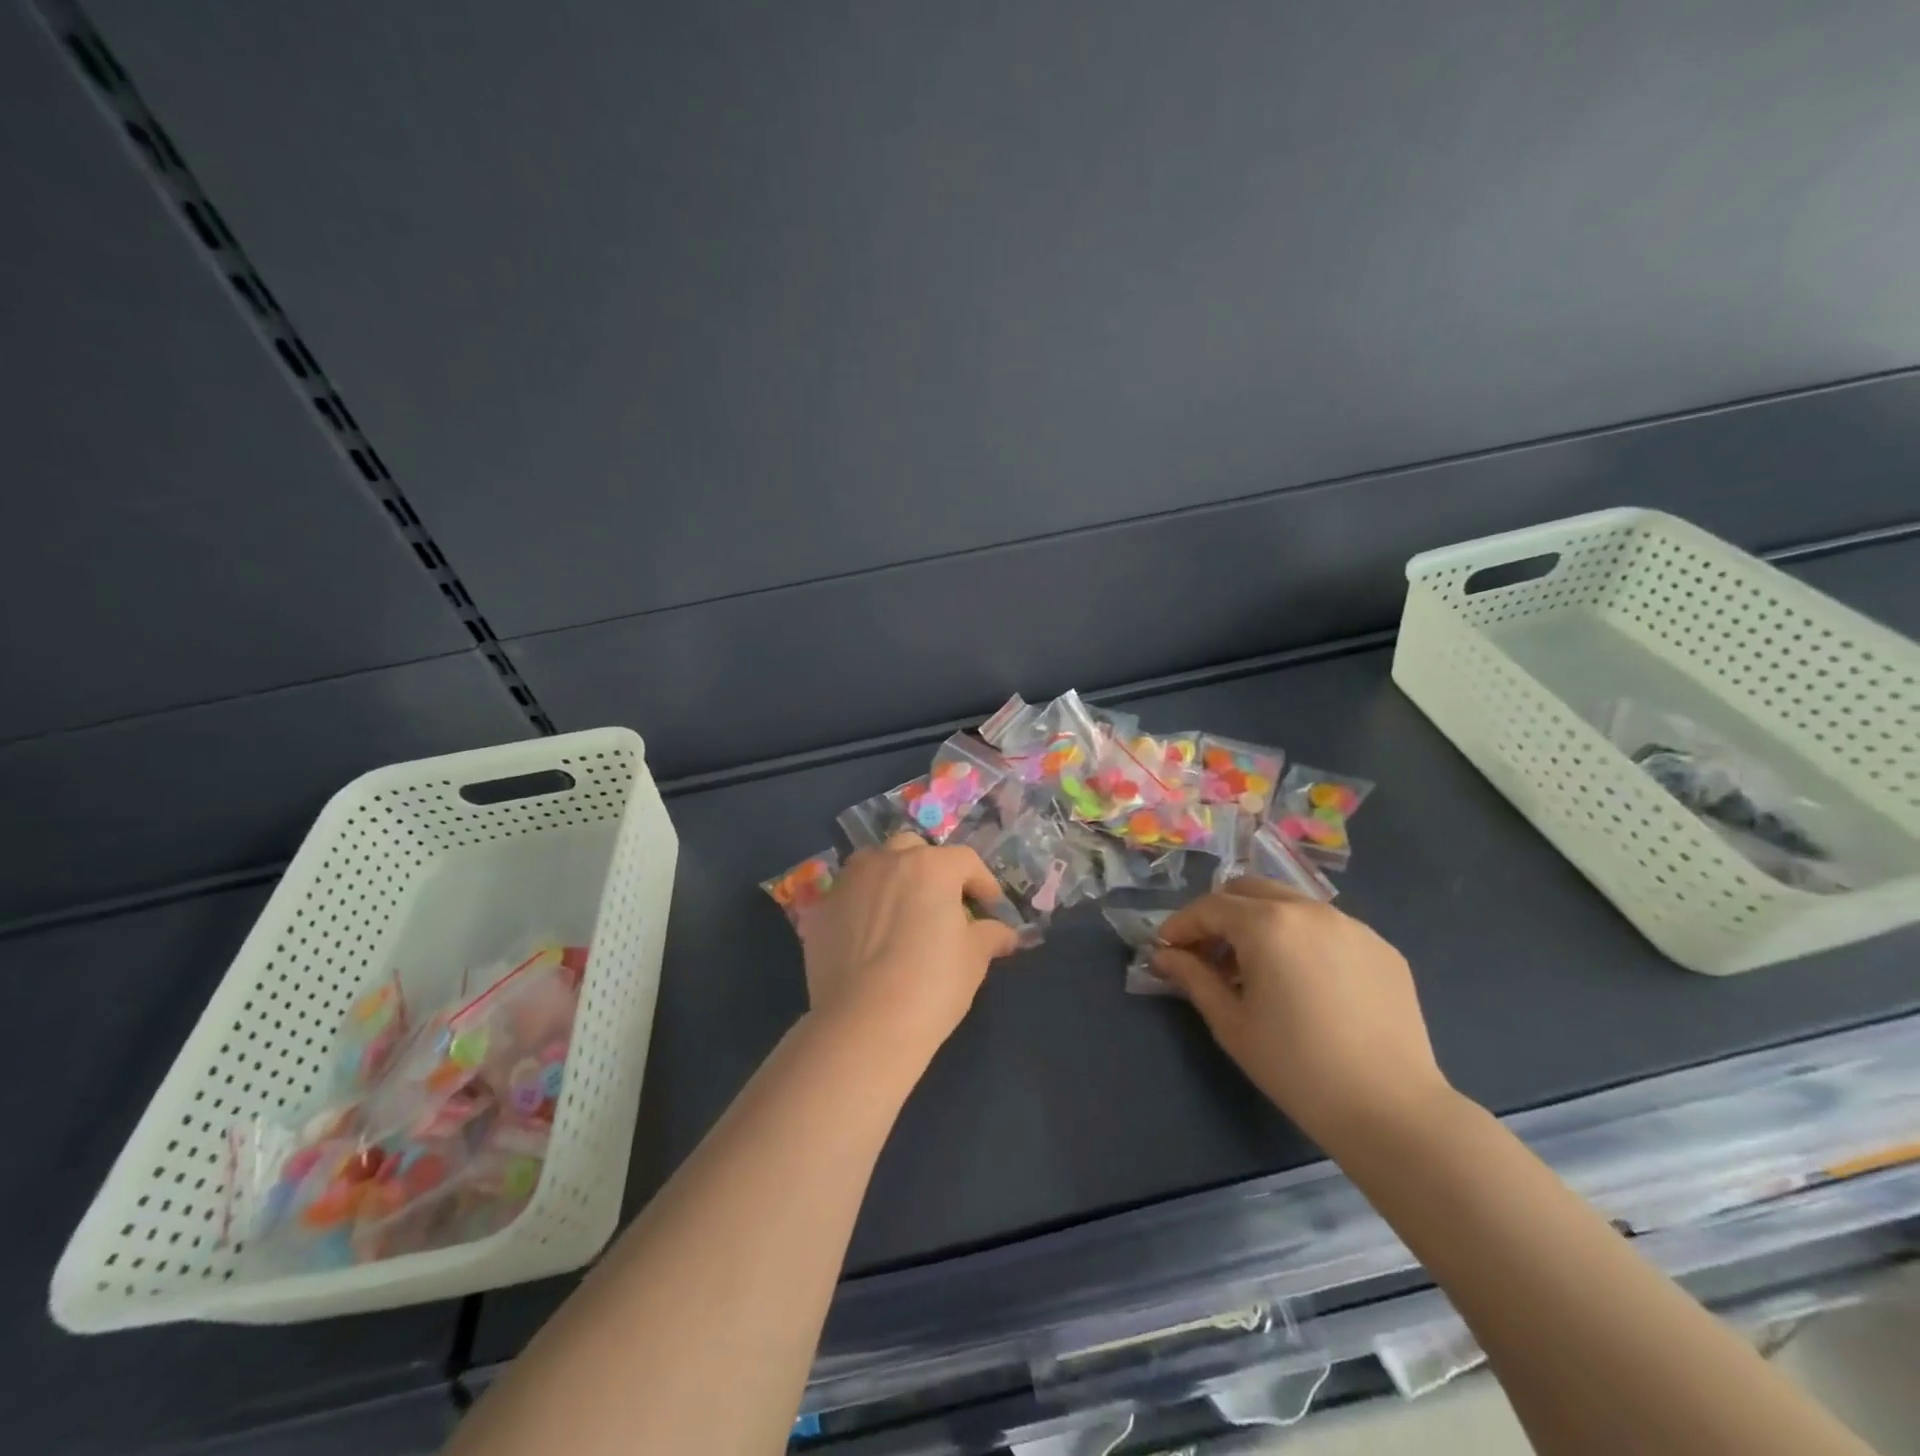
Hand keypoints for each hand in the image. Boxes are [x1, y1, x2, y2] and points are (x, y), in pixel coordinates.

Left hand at [799, 834, 1019, 1058]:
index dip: (982, 882)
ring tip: (901, 910)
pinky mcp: (820, 907)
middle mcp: (887, 861)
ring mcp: (849, 881)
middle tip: (942, 902)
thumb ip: (990, 935)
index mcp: (931, 866)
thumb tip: (1005, 933)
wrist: (863, 1024)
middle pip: (915, 850)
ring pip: (875, 863)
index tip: (990, 906)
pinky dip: (862, 902)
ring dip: (892, 876)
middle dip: (932, 869)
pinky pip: (848, 893)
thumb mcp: (974, 959)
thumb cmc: (931, 986)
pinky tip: (868, 933)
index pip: (965, 861)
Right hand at [1151, 879, 1451, 1146]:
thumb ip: (1193, 978)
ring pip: (1290, 904)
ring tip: (1255, 969)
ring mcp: (1352, 925)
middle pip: (1249, 891)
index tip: (1166, 950)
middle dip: (1219, 914)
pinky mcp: (1382, 947)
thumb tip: (1163, 956)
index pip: (1210, 907)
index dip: (1181, 925)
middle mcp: (1310, 910)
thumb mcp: (1231, 1024)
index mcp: (1269, 924)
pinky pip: (1327, 928)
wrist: (1391, 1111)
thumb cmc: (1296, 1068)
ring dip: (1260, 923)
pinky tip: (1303, 982)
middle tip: (1207, 953)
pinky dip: (1301, 939)